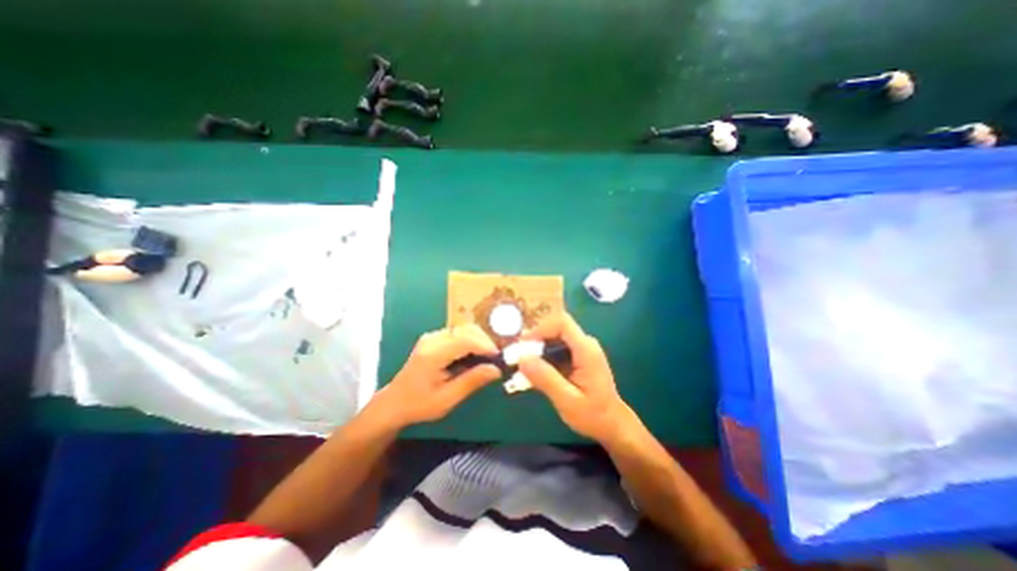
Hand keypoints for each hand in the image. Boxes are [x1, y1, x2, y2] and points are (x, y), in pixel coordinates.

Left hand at [372, 326, 498, 427]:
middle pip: (466, 330)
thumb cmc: (419, 405)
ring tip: (487, 357)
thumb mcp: (447, 399)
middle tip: (495, 358)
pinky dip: (470, 340)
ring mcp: (432, 337)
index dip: (485, 346)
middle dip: (484, 341)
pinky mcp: (433, 338)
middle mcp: (432, 339)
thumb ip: (471, 381)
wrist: (394, 403)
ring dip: (478, 339)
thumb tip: (496, 370)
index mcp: (433, 354)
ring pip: (463, 329)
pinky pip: (457, 333)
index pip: (465, 340)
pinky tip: (474, 355)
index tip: (499, 358)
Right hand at [525, 314, 633, 442]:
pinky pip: (556, 349)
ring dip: (537, 349)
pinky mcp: (577, 357)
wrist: (612, 425)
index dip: (540, 329)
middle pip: (556, 328)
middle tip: (517, 356)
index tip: (523, 344)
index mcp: (586, 350)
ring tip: (522, 365)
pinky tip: (533, 372)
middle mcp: (585, 344)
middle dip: (535, 339)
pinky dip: (543, 357)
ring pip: (554, 338)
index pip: (562, 323)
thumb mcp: (566, 400)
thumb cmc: (593, 415)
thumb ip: (545, 378)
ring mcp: (582, 350)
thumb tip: (521, 358)